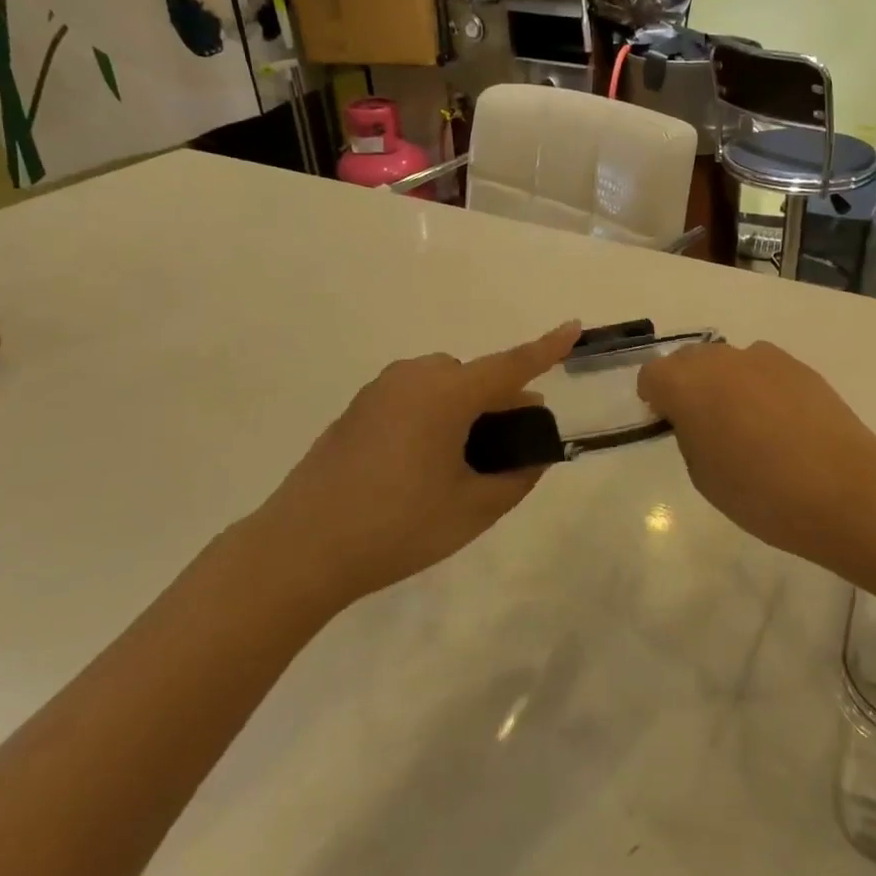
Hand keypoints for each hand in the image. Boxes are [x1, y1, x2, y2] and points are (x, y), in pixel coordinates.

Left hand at [259, 322, 580, 603]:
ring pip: (442, 385)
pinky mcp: (357, 410)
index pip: (511, 365)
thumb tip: (534, 455)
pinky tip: (422, 464)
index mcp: (446, 395)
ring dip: (465, 408)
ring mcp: (379, 392)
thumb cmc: (397, 526)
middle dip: (501, 400)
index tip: (574, 326)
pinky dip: (434, 414)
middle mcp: (413, 379)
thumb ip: (516, 477)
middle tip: (512, 445)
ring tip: (464, 461)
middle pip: (474, 377)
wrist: (300, 549)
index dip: (547, 348)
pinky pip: (412, 397)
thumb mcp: (472, 509)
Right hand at [637, 340, 875, 565]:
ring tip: (746, 422)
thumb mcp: (703, 475)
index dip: (654, 398)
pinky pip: (763, 368)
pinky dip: (759, 385)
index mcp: (686, 385)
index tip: (666, 422)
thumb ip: (690, 435)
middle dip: (687, 384)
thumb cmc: (761, 493)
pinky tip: (780, 421)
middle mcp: (720, 360)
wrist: (843, 490)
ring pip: (727, 361)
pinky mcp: (798, 365)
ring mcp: (762, 358)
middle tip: (703, 423)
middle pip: (688, 359)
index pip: (651, 375)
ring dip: (724, 382)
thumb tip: (698, 418)